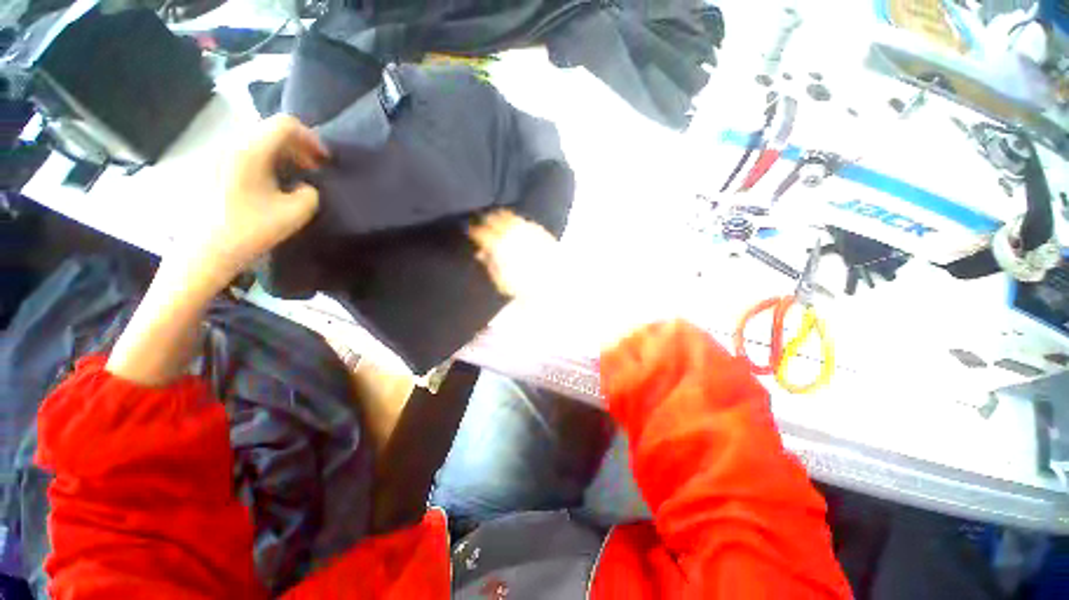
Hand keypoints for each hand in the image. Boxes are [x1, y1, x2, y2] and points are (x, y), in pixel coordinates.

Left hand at [195, 115, 328, 285]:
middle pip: (269, 130)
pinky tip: (273, 184)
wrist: (203, 251)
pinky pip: (245, 153)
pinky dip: (266, 161)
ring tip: (295, 178)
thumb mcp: (295, 213)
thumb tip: (305, 186)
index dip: (311, 138)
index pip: (285, 125)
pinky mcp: (212, 169)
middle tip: (314, 170)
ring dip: (282, 155)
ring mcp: (218, 156)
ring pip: (257, 141)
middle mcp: (231, 145)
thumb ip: (310, 194)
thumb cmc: (250, 230)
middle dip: (298, 147)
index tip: (325, 161)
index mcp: (250, 151)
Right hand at [469, 209, 558, 297]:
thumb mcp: (501, 281)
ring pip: (508, 216)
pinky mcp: (538, 229)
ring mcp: (526, 228)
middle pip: (493, 219)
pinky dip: (515, 220)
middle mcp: (511, 233)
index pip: (480, 232)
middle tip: (481, 224)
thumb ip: (489, 265)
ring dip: (500, 217)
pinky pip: (523, 220)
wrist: (555, 282)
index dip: (473, 231)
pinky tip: (515, 225)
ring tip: (496, 221)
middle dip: (485, 220)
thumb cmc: (525, 286)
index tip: (470, 232)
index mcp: (498, 246)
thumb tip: (481, 253)